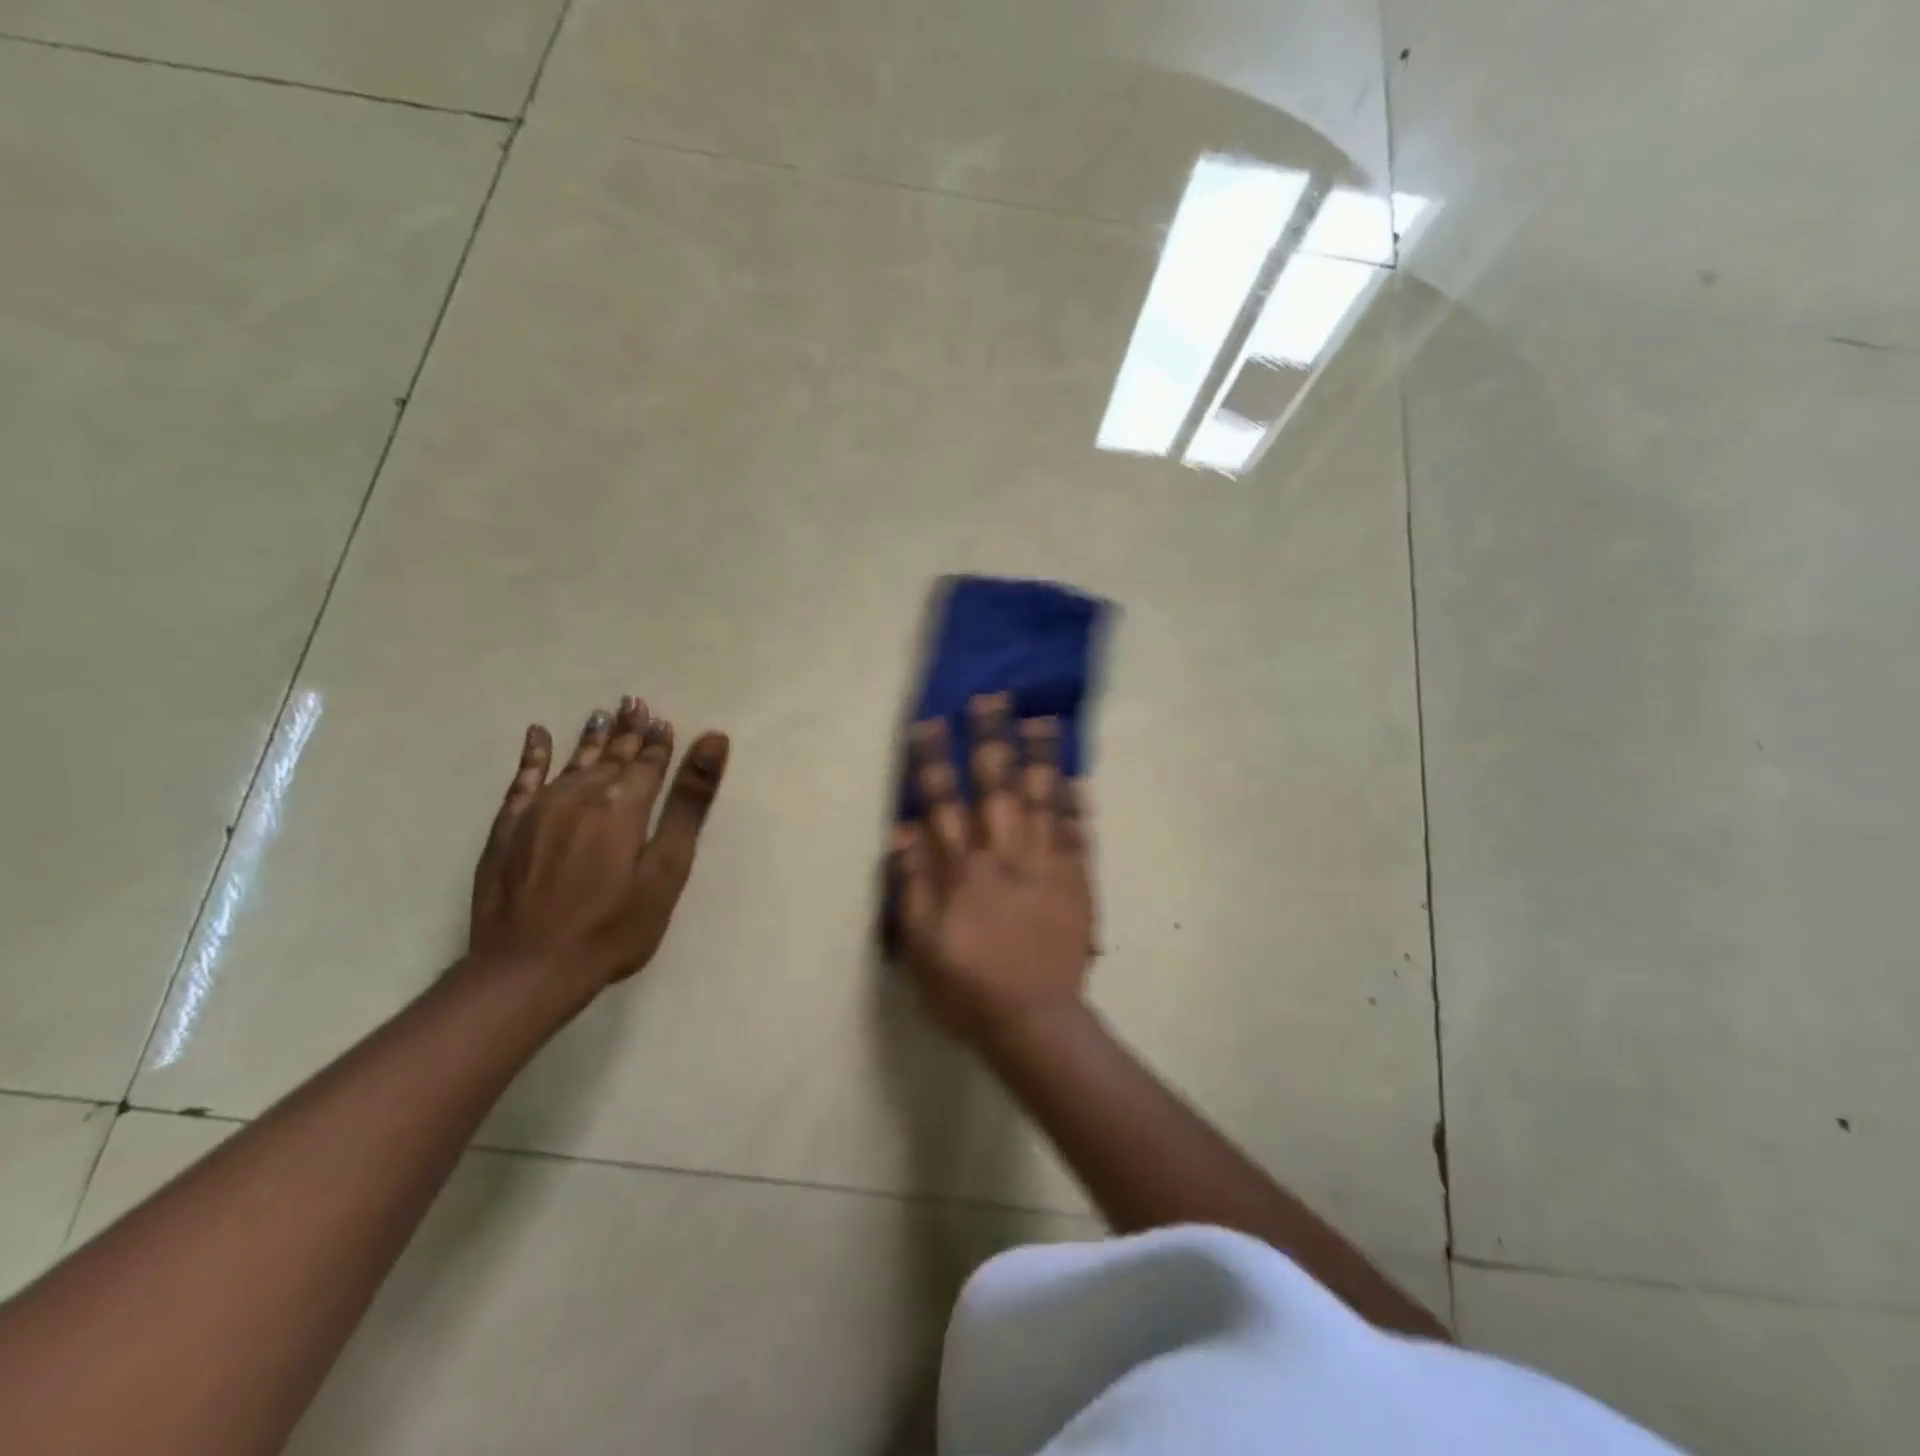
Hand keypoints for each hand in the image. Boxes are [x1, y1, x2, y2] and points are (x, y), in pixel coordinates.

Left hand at [470, 696, 729, 988]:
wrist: (529, 969)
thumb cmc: (615, 925)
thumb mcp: (667, 867)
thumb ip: (689, 802)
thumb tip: (713, 740)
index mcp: (624, 803)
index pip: (648, 764)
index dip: (658, 743)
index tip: (663, 720)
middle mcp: (581, 794)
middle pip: (611, 756)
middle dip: (627, 731)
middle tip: (635, 703)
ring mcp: (540, 809)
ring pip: (573, 762)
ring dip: (591, 737)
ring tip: (602, 713)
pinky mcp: (509, 828)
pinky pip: (523, 779)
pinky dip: (533, 756)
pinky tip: (538, 736)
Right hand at [892, 693, 1095, 1046]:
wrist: (1033, 1021)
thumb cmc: (966, 987)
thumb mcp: (920, 945)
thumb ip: (912, 886)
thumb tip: (903, 833)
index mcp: (963, 870)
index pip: (943, 802)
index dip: (934, 760)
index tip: (930, 721)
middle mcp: (1004, 855)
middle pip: (996, 787)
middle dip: (991, 739)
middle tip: (992, 697)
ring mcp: (1045, 865)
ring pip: (1041, 800)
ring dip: (1040, 758)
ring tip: (1041, 719)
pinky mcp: (1076, 881)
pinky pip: (1077, 834)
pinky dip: (1076, 805)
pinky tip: (1077, 777)